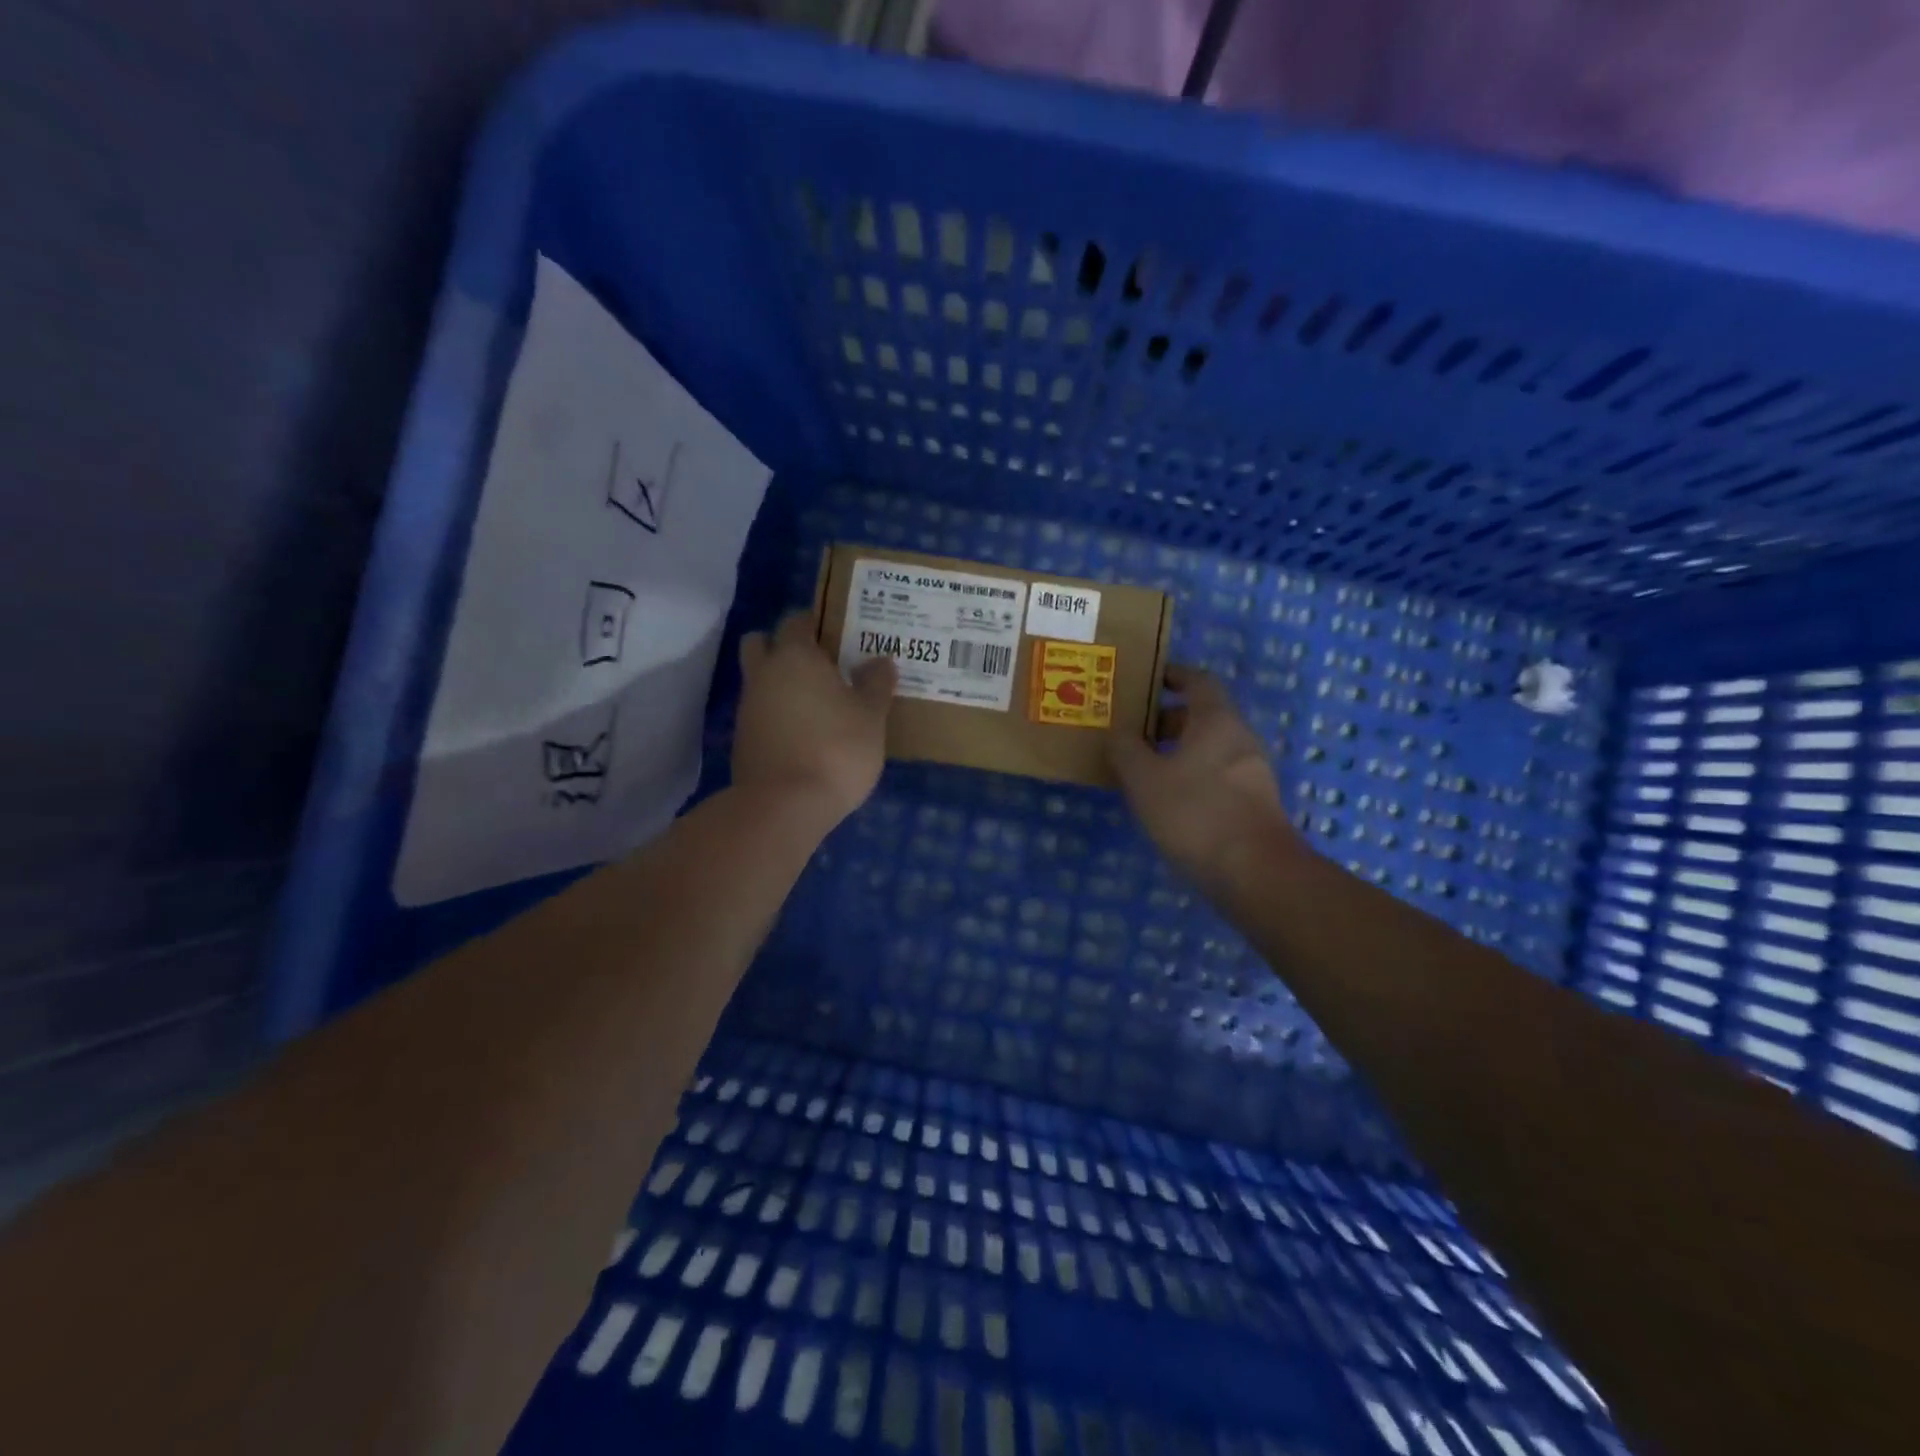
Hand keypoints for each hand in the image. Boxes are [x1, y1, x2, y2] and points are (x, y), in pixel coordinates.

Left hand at [733, 612, 896, 828]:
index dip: (816, 623)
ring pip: (759, 680)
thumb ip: (876, 684)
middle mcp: (764, 674)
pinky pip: (760, 713)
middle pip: (762, 643)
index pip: (797, 620)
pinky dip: (777, 715)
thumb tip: (880, 660)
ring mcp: (747, 708)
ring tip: (818, 703)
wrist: (784, 806)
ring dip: (780, 684)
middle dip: (784, 646)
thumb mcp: (870, 717)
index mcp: (795, 656)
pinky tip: (805, 733)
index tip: (839, 635)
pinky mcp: (742, 740)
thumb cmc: (836, 749)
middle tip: (819, 664)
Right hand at [1108, 665, 1299, 890]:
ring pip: (1209, 748)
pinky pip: (1217, 775)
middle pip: (1202, 716)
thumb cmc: (1195, 813)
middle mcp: (1240, 738)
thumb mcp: (1144, 779)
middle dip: (1166, 720)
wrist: (1255, 872)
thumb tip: (1118, 734)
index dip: (1172, 676)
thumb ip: (1126, 750)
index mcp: (1216, 720)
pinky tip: (1167, 801)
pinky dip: (1191, 777)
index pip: (1197, 680)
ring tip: (1141, 769)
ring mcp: (1252, 773)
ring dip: (1177, 752)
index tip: (1145, 680)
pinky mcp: (1254, 804)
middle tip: (1131, 732)